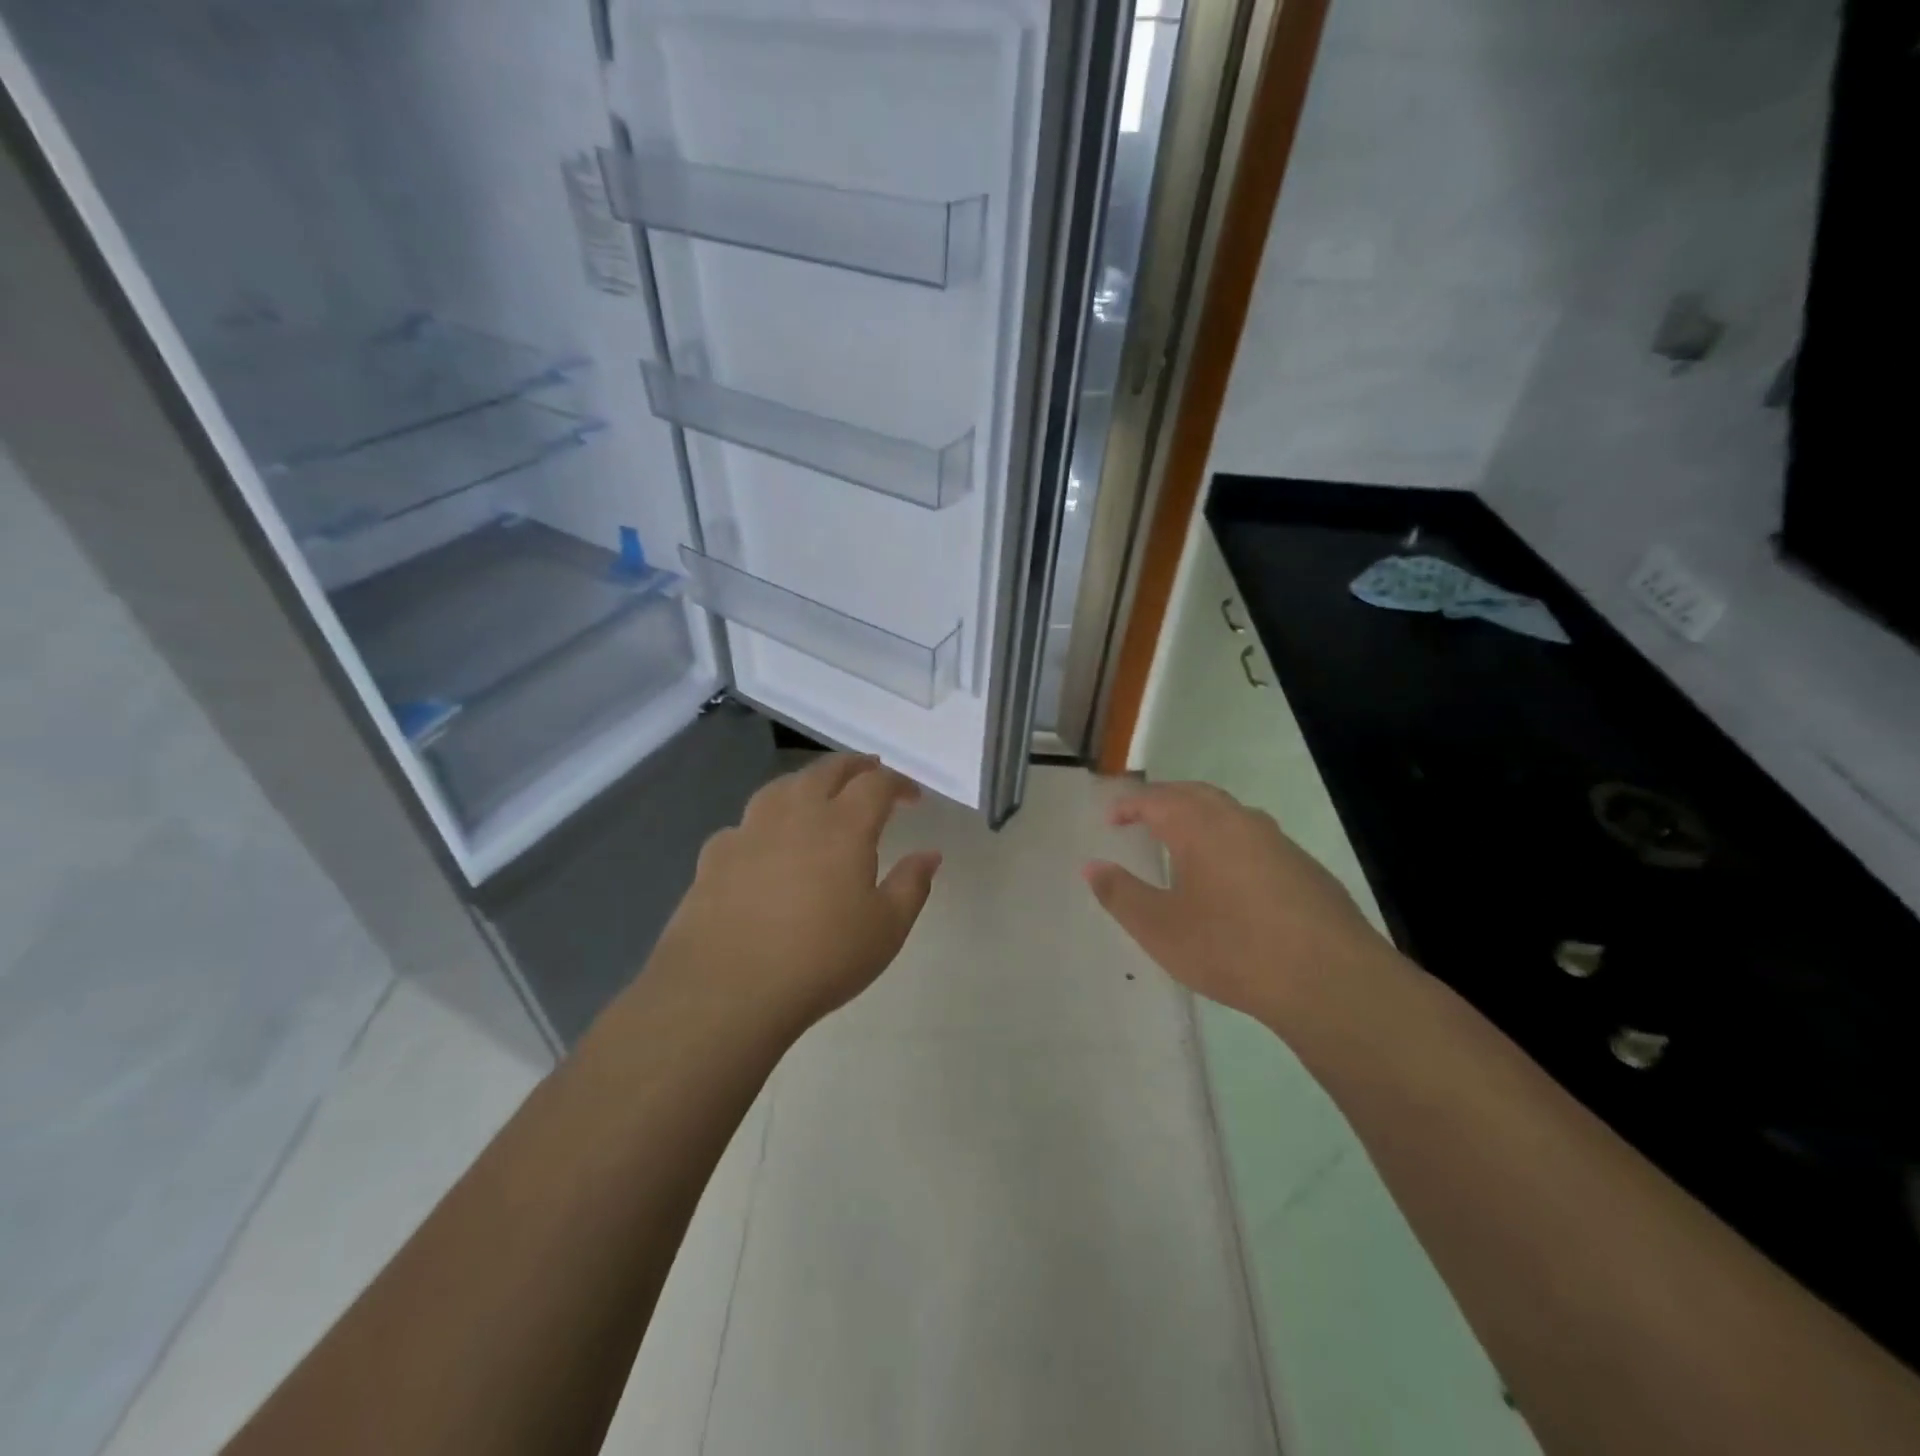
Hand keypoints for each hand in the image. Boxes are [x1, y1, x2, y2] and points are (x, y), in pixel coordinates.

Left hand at [652, 754, 941, 1032]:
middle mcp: (795, 815)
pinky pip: (744, 824)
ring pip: (781, 787)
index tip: (913, 797)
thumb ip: (912, 885)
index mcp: (843, 826)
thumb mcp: (886, 929)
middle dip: (853, 766)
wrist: (728, 990)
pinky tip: (763, 843)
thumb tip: (930, 854)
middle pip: (826, 771)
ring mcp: (749, 831)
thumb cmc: (821, 958)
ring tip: (817, 792)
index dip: (898, 783)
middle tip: (869, 770)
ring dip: (807, 782)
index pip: (876, 784)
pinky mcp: (714, 856)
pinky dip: (764, 823)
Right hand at [1083, 781, 1399, 1030]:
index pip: (1156, 800)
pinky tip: (1231, 878)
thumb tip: (1092, 866)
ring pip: (1231, 814)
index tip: (1111, 819)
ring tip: (1184, 841)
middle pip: (1196, 794)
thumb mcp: (1159, 928)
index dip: (1129, 806)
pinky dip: (1230, 842)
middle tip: (1143, 816)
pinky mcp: (1306, 869)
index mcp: (1201, 827)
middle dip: (1166, 800)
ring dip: (1201, 817)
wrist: (1330, 980)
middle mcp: (1240, 822)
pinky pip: (1257, 839)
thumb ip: (1120, 894)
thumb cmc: (1231, 948)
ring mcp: (1279, 843)